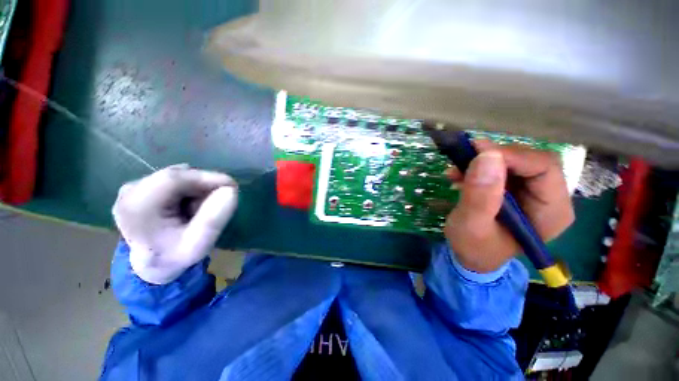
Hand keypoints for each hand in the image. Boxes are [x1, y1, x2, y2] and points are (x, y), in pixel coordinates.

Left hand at [112, 164, 237, 283]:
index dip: (207, 178)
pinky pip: (174, 179)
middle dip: (203, 186)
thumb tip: (230, 190)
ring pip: (178, 176)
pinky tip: (188, 204)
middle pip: (178, 175)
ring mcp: (133, 187)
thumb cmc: (175, 256)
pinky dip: (189, 188)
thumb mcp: (198, 246)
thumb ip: (213, 220)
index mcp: (137, 208)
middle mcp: (129, 191)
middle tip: (217, 204)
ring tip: (200, 209)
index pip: (174, 178)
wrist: (152, 263)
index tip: (233, 187)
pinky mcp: (139, 186)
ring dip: (197, 188)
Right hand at [444, 141, 574, 273]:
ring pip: (514, 161)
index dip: (511, 156)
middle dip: (495, 157)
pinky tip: (460, 176)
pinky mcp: (516, 190)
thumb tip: (486, 156)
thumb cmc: (474, 247)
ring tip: (456, 172)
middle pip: (531, 160)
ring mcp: (533, 193)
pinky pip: (501, 168)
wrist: (472, 256)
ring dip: (482, 162)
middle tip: (463, 159)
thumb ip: (480, 196)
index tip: (476, 153)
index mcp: (552, 211)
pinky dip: (478, 167)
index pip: (544, 167)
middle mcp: (550, 198)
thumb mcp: (472, 226)